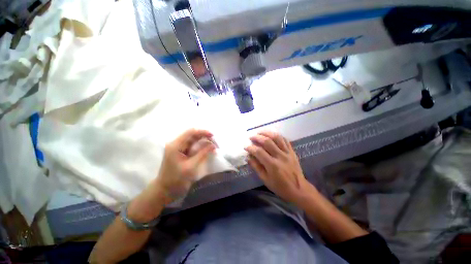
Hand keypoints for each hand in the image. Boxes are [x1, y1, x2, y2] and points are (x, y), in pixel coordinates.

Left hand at [155, 129, 215, 202]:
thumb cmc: (176, 180)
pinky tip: (207, 150)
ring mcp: (179, 148)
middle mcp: (176, 144)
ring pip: (194, 140)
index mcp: (176, 145)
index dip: (203, 132)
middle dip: (205, 137)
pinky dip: (201, 147)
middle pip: (193, 135)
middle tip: (215, 143)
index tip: (213, 136)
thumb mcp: (191, 166)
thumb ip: (202, 154)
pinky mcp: (181, 152)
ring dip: (204, 142)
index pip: (191, 132)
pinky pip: (193, 146)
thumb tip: (213, 145)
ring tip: (213, 147)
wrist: (165, 190)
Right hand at [245, 131, 308, 202]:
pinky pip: (285, 140)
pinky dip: (277, 136)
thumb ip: (256, 167)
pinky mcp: (292, 152)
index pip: (259, 152)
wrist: (299, 189)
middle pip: (267, 141)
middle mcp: (280, 156)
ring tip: (260, 132)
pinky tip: (272, 135)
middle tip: (251, 137)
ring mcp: (287, 153)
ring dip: (267, 133)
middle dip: (257, 137)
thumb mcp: (265, 179)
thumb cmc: (280, 187)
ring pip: (277, 137)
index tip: (246, 146)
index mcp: (272, 165)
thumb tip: (248, 157)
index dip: (251, 148)